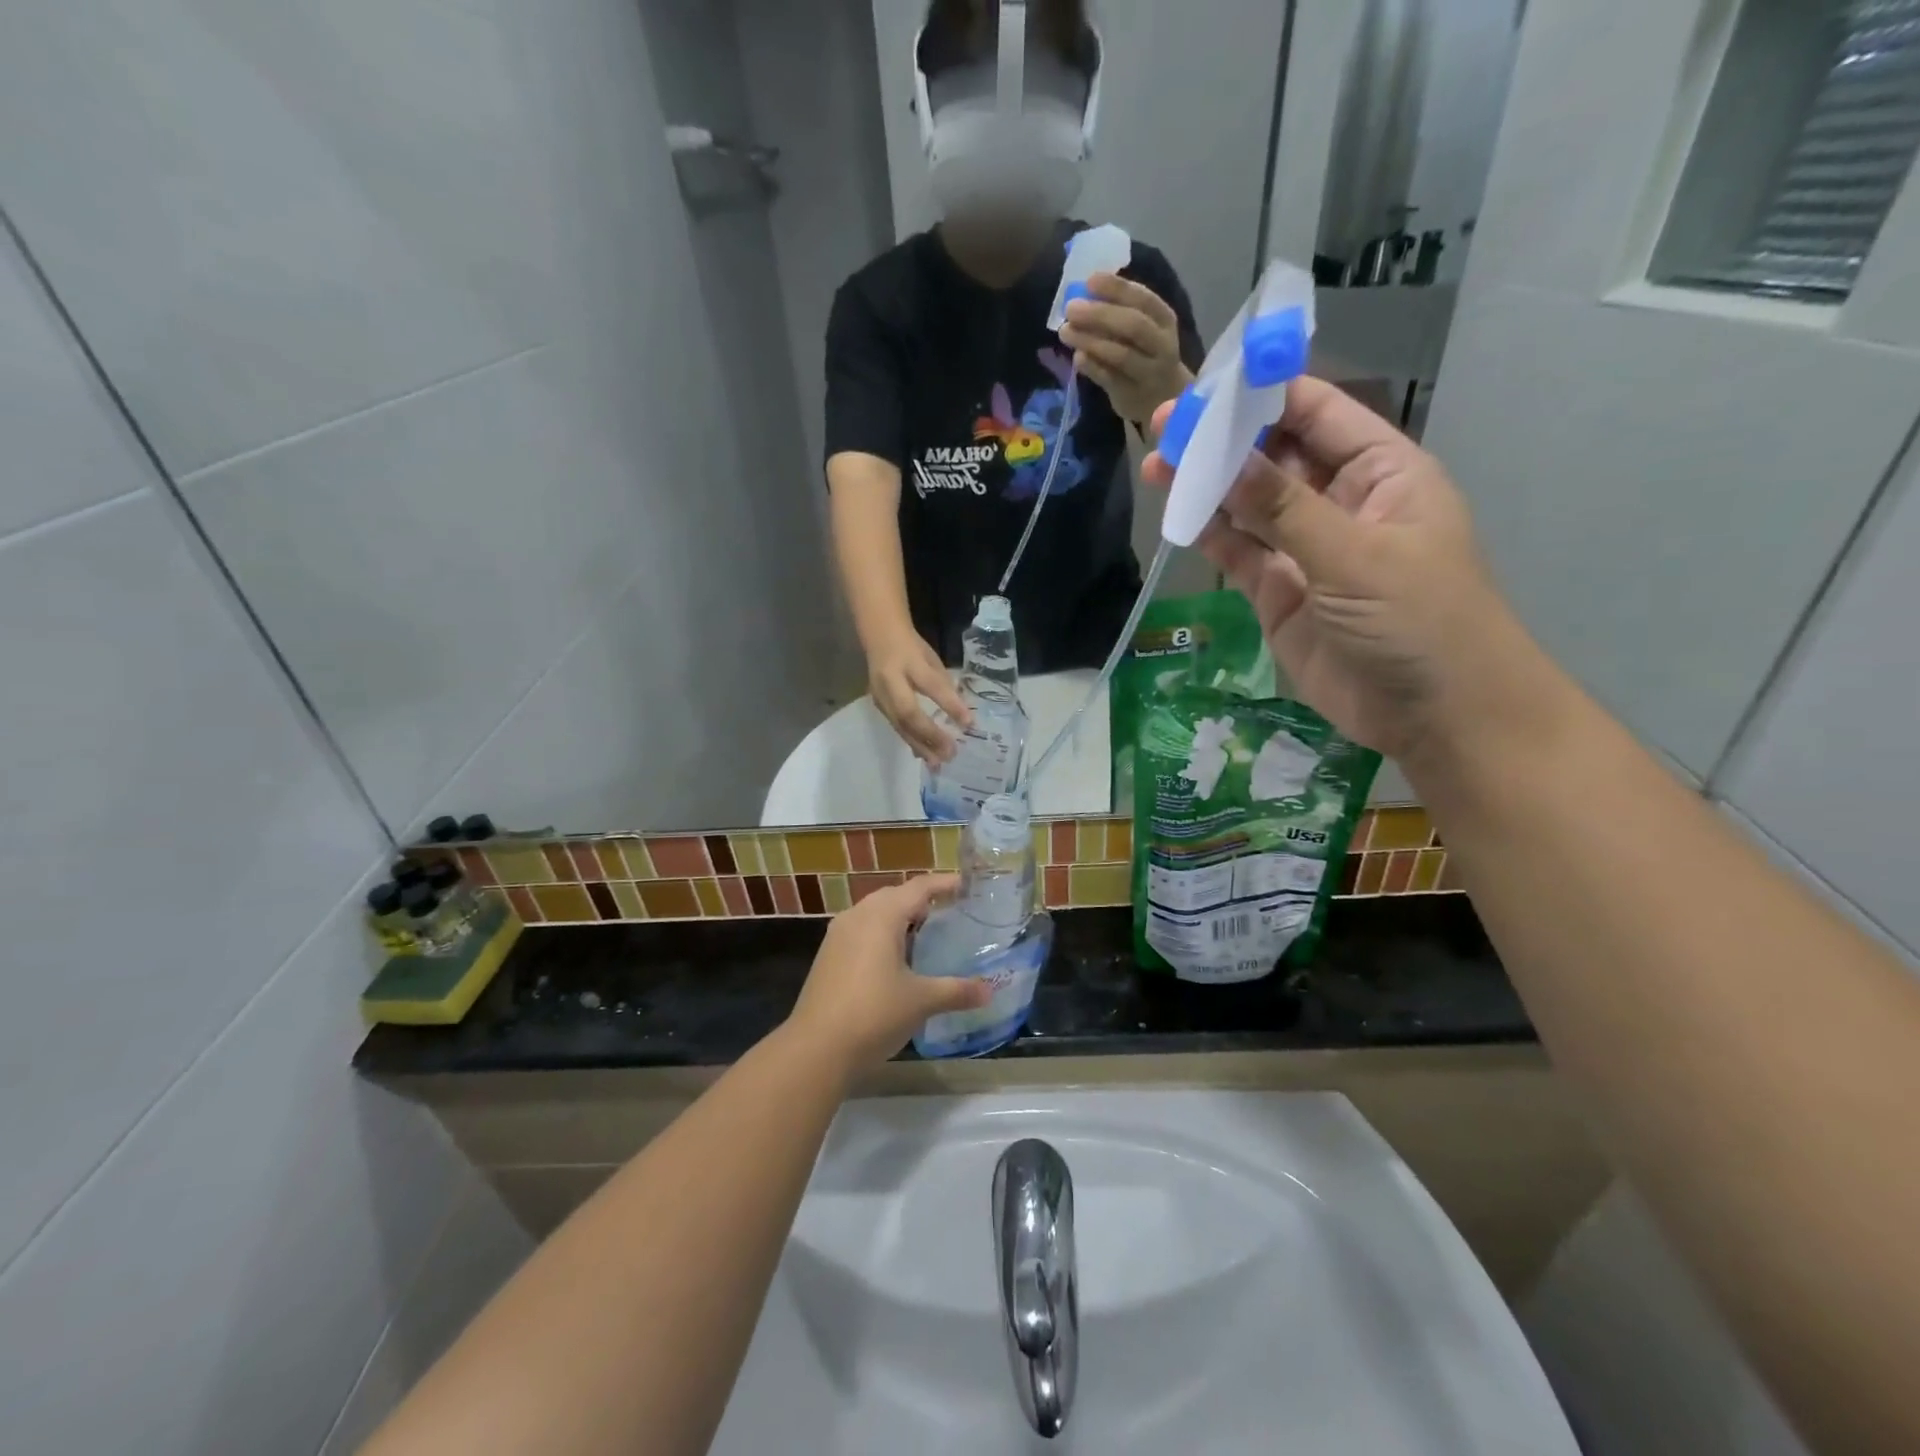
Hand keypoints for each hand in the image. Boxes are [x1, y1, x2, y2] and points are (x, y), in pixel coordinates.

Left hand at [786, 875, 991, 1074]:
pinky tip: (896, 961)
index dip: (944, 884)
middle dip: (921, 900)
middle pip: (894, 896)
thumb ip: (956, 991)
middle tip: (950, 912)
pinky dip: (882, 935)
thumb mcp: (921, 1001)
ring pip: (874, 913)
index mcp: (882, 916)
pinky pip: (861, 932)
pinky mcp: (828, 957)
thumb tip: (988, 991)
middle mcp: (857, 916)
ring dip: (899, 918)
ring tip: (926, 935)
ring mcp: (838, 936)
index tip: (967, 886)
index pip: (918, 887)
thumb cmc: (874, 1014)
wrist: (816, 1049)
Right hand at [868, 629, 971, 766]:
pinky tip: (924, 755)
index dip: (950, 705)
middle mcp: (890, 680)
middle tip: (950, 753)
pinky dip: (911, 742)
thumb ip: (944, 684)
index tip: (969, 724)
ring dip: (920, 746)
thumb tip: (961, 714)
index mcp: (909, 661)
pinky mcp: (878, 705)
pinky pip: (896, 727)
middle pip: (908, 713)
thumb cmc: (912, 647)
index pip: (931, 685)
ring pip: (899, 725)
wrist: (878, 636)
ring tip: (937, 763)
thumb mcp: (931, 658)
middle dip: (930, 735)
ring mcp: (880, 694)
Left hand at [1060, 272, 1191, 426]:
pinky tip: (1077, 357)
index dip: (1116, 289)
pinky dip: (1092, 367)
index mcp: (1164, 319)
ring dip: (1090, 341)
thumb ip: (1121, 311)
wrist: (1164, 396)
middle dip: (1099, 315)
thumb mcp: (1145, 327)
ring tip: (1066, 332)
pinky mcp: (1131, 395)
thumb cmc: (1147, 353)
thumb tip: (1085, 293)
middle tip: (1071, 308)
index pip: (1143, 299)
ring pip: (1120, 354)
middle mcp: (1160, 344)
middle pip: (1132, 326)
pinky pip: (1109, 379)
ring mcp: (1148, 372)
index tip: (1090, 281)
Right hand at [1142, 376, 1521, 766]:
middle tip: (1163, 427)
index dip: (1263, 393)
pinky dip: (1211, 535)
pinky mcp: (1280, 594)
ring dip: (1206, 486)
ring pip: (1249, 506)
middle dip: (1222, 441)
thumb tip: (1222, 456)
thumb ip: (1283, 507)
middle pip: (1273, 457)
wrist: (1436, 714)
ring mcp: (1307, 550)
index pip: (1317, 413)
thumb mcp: (1354, 554)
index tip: (1206, 384)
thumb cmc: (1419, 618)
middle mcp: (1341, 501)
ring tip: (1156, 467)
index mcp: (1381, 470)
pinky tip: (1177, 516)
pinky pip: (1241, 554)